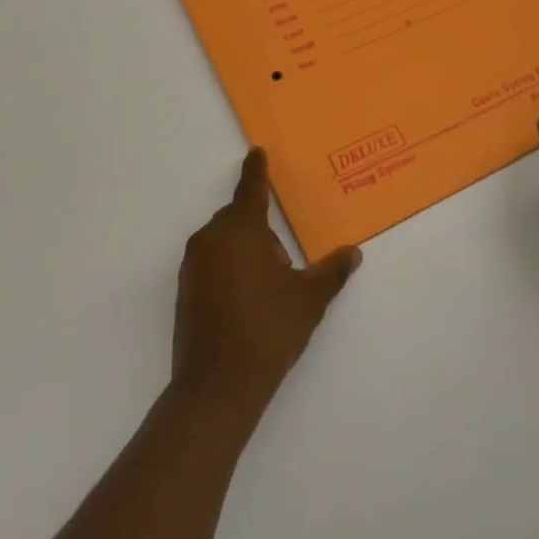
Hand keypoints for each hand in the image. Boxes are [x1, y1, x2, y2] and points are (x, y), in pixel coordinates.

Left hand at [172, 149, 361, 421]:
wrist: (218, 386)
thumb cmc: (268, 330)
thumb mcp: (309, 299)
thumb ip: (332, 271)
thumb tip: (353, 253)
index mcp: (241, 230)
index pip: (251, 189)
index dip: (256, 170)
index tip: (257, 152)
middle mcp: (211, 239)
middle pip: (238, 217)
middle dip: (261, 227)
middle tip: (285, 257)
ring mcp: (193, 266)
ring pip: (224, 241)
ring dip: (245, 249)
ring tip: (270, 283)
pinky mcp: (185, 290)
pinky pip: (212, 262)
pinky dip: (229, 267)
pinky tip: (248, 298)